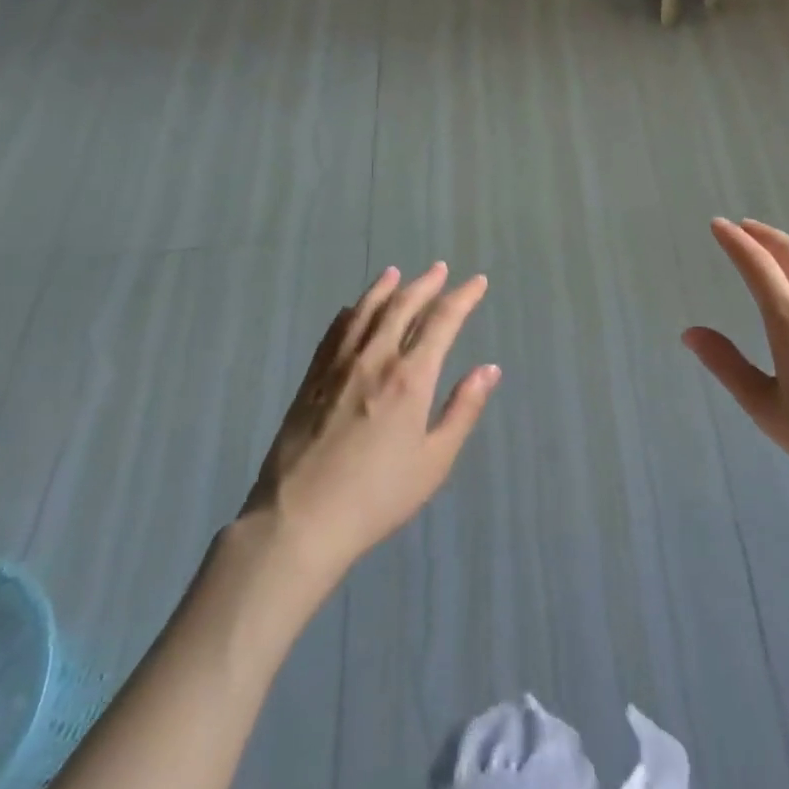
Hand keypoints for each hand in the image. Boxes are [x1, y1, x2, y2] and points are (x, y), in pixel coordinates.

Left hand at [241, 263, 498, 581]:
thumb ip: (463, 409)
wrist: (300, 520)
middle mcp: (375, 359)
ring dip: (385, 288)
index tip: (477, 282)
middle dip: (426, 284)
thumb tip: (489, 369)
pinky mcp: (311, 379)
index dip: (463, 298)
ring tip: (397, 272)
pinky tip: (352, 309)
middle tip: (440, 269)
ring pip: (365, 311)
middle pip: (402, 306)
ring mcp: (338, 366)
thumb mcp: (434, 460)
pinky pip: (334, 332)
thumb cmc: (377, 496)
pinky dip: (350, 313)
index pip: (442, 322)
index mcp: (410, 378)